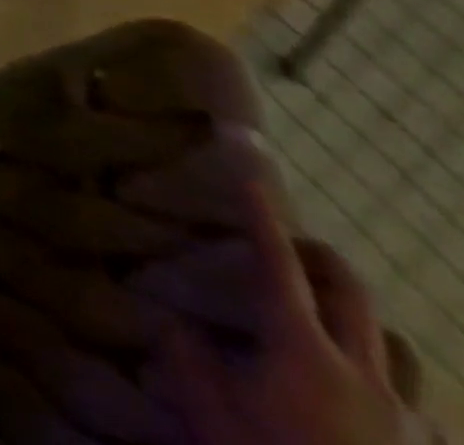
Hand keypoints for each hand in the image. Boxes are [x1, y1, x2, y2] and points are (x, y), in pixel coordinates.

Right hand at [165, 182, 418, 444]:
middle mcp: (362, 373)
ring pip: (398, 349)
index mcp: (301, 349)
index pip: (276, 267)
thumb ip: (186, 356)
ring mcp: (408, 422)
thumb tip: (179, 325)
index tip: (250, 182)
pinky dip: (395, 386)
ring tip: (342, 319)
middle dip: (323, 259)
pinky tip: (380, 401)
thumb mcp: (204, 408)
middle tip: (297, 244)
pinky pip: (424, 410)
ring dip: (366, 321)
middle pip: (353, 297)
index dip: (261, 220)